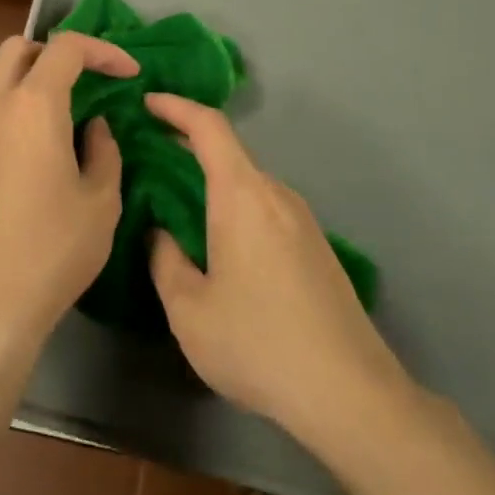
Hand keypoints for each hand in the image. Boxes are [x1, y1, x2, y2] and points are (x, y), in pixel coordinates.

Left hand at [0, 32, 138, 367]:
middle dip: (56, 54)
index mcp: (33, 105)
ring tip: (56, 122)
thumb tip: (93, 126)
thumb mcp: (101, 202)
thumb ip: (104, 151)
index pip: (67, 47)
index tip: (128, 73)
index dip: (103, 50)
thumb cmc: (52, 251)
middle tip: (86, 83)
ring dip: (27, 84)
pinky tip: (27, 154)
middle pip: (18, 49)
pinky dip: (7, 113)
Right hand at [146, 93, 411, 445]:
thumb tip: (160, 233)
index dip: (176, 107)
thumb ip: (164, 260)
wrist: (349, 391)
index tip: (145, 102)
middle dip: (185, 145)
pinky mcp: (315, 245)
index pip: (209, 127)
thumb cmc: (258, 343)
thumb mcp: (189, 309)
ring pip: (247, 182)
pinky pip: (264, 205)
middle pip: (228, 152)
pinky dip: (232, 203)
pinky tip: (216, 238)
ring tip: (174, 198)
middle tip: (146, 155)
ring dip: (210, 179)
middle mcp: (275, 194)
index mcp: (242, 195)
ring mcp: (302, 219)